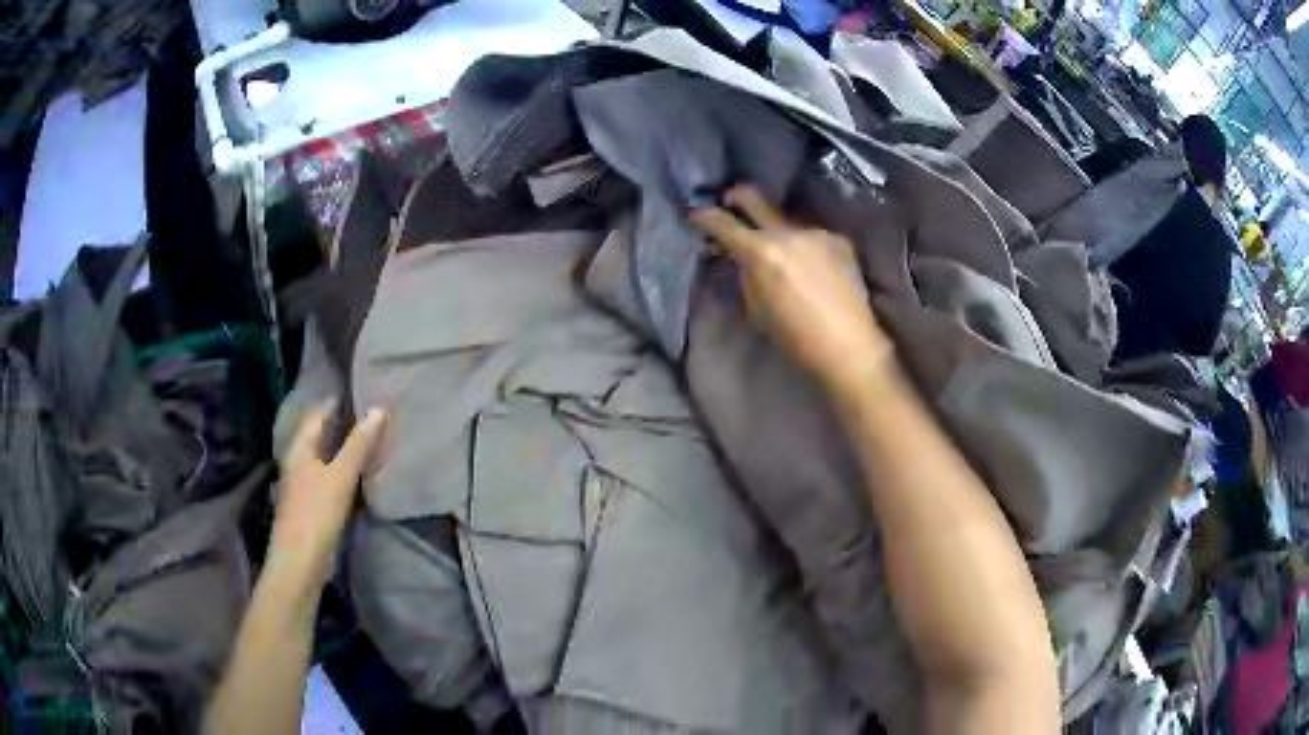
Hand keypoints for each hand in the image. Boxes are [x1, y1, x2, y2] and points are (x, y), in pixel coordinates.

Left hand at [269, 402, 386, 591]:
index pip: (317, 414)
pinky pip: (326, 475)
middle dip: (339, 424)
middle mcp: (297, 461)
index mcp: (300, 448)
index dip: (336, 402)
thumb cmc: (317, 513)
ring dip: (341, 447)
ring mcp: (301, 484)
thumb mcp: (340, 477)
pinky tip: (355, 473)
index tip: (360, 393)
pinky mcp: (310, 504)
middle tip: (368, 415)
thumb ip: (358, 445)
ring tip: (366, 440)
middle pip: (318, 434)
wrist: (300, 561)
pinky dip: (340, 468)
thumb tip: (378, 409)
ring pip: (322, 456)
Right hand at [688, 184, 892, 392]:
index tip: (692, 214)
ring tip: (780, 252)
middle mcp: (788, 232)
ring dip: (776, 230)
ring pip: (785, 220)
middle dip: (735, 197)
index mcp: (761, 252)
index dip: (701, 216)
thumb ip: (744, 274)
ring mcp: (816, 232)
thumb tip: (739, 257)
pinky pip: (810, 235)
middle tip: (728, 203)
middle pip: (752, 196)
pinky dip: (803, 246)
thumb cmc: (795, 339)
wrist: (849, 347)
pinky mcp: (838, 240)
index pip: (721, 222)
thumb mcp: (756, 308)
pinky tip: (811, 267)